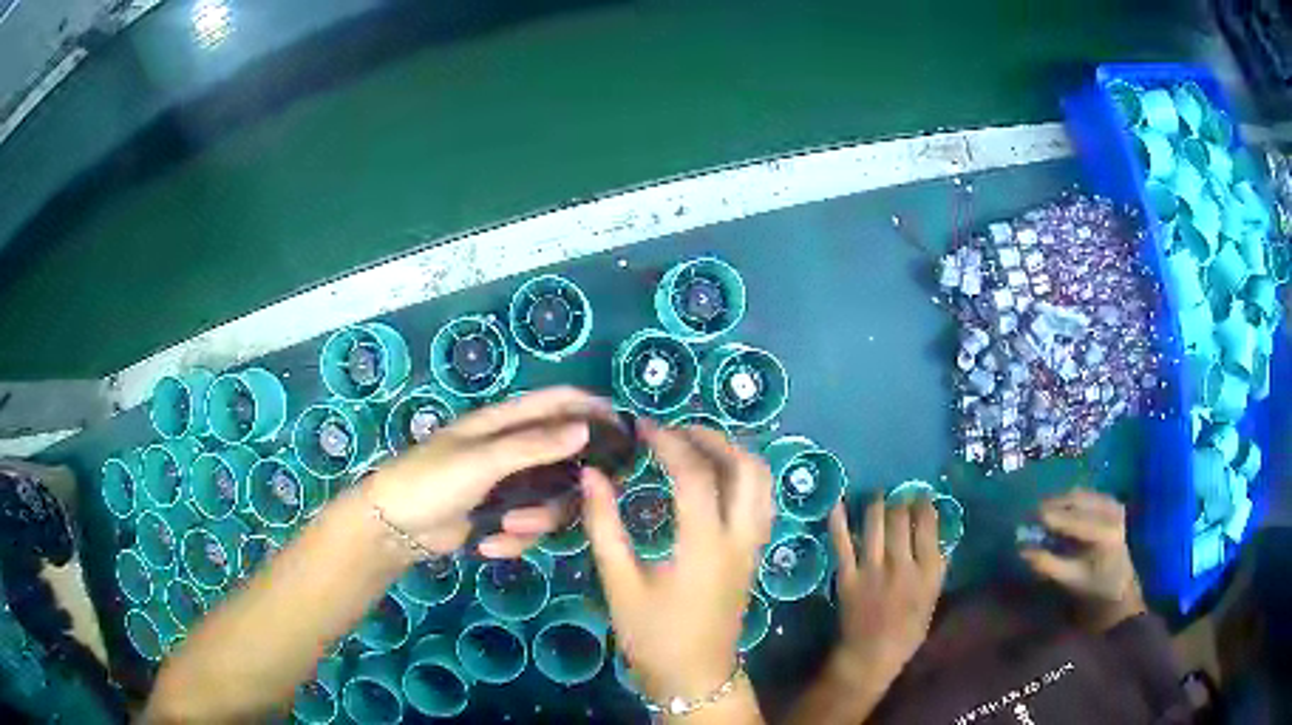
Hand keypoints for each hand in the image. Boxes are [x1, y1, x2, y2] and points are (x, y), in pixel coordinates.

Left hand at [366, 387, 613, 557]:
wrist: (394, 528)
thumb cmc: (431, 480)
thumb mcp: (482, 460)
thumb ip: (533, 446)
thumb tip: (585, 430)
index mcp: (504, 423)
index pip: (557, 402)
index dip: (592, 408)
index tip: (624, 431)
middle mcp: (511, 451)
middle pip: (565, 460)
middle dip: (567, 487)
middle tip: (575, 503)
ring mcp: (507, 487)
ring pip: (551, 501)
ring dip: (536, 521)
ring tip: (508, 529)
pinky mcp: (500, 518)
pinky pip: (528, 529)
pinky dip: (512, 541)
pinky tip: (487, 546)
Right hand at [581, 423, 774, 702]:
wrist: (695, 676)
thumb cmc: (653, 636)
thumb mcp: (620, 584)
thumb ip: (605, 526)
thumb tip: (592, 475)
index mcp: (706, 545)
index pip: (696, 474)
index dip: (669, 442)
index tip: (642, 427)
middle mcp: (740, 538)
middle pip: (747, 467)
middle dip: (713, 438)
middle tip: (673, 430)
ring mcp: (754, 546)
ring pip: (763, 482)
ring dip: (733, 453)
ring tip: (693, 445)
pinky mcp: (755, 554)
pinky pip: (761, 500)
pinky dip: (742, 475)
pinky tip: (712, 478)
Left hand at [827, 497, 945, 682]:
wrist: (871, 656)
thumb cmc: (907, 632)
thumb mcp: (932, 599)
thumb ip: (935, 569)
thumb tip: (937, 539)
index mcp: (927, 572)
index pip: (928, 526)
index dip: (924, 505)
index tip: (922, 495)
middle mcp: (901, 565)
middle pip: (900, 520)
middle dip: (901, 500)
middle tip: (899, 494)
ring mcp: (872, 569)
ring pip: (875, 524)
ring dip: (876, 504)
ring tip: (878, 493)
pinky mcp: (847, 577)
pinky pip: (842, 544)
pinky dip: (838, 522)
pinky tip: (838, 503)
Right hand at [1020, 488, 1144, 631]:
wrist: (1119, 584)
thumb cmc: (1093, 586)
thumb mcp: (1069, 579)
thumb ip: (1047, 564)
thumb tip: (1022, 550)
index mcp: (1105, 533)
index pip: (1074, 519)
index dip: (1052, 516)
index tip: (1030, 517)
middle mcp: (1112, 513)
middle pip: (1078, 500)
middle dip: (1054, 504)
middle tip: (1032, 513)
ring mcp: (1113, 504)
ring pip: (1081, 494)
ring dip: (1061, 501)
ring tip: (1044, 512)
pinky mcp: (1112, 502)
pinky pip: (1087, 495)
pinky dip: (1071, 500)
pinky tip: (1061, 510)